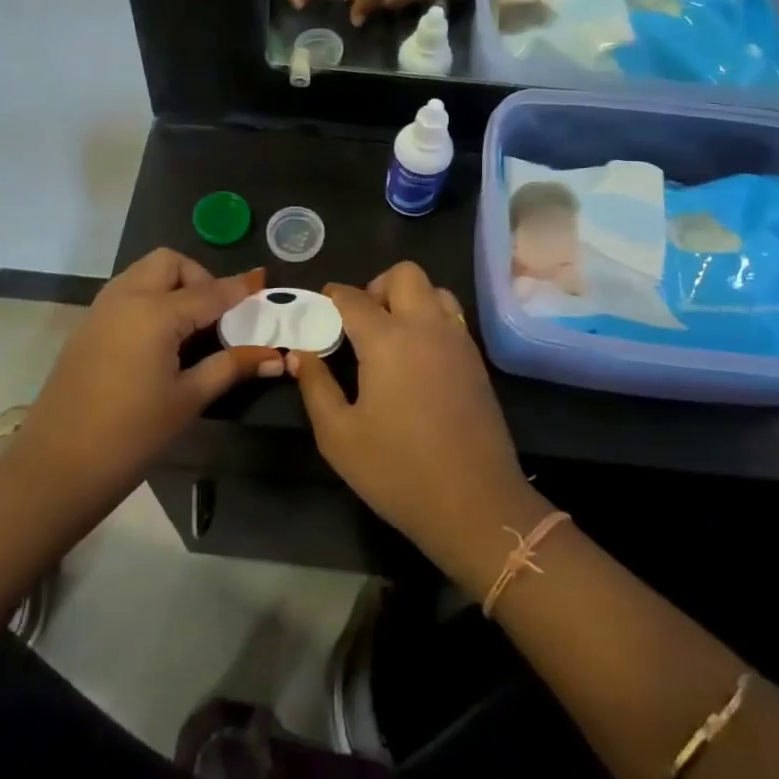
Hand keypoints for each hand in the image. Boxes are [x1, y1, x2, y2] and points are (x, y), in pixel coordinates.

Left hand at [6, 251, 278, 527]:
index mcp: (155, 312)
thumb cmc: (131, 435)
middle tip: (216, 316)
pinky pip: (126, 292)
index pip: (210, 291)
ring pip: (144, 273)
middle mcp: (127, 297)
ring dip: (172, 284)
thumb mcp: (188, 400)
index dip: (240, 288)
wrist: (56, 467)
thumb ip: (231, 367)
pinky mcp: (87, 326)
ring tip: (191, 327)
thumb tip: (274, 356)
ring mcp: (101, 309)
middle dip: (199, 277)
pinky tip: (160, 340)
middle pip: (170, 263)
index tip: (263, 281)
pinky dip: (150, 298)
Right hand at [289, 263, 540, 586]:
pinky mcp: (476, 360)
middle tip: (360, 322)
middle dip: (376, 286)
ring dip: (409, 299)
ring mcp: (458, 341)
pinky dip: (430, 319)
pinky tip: (416, 359)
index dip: (331, 298)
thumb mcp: (339, 436)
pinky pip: (451, 317)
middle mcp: (426, 327)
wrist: (476, 504)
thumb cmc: (398, 471)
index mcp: (387, 340)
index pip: (353, 297)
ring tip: (391, 336)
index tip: (318, 311)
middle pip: (404, 274)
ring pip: (435, 290)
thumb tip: (301, 353)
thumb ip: (315, 386)